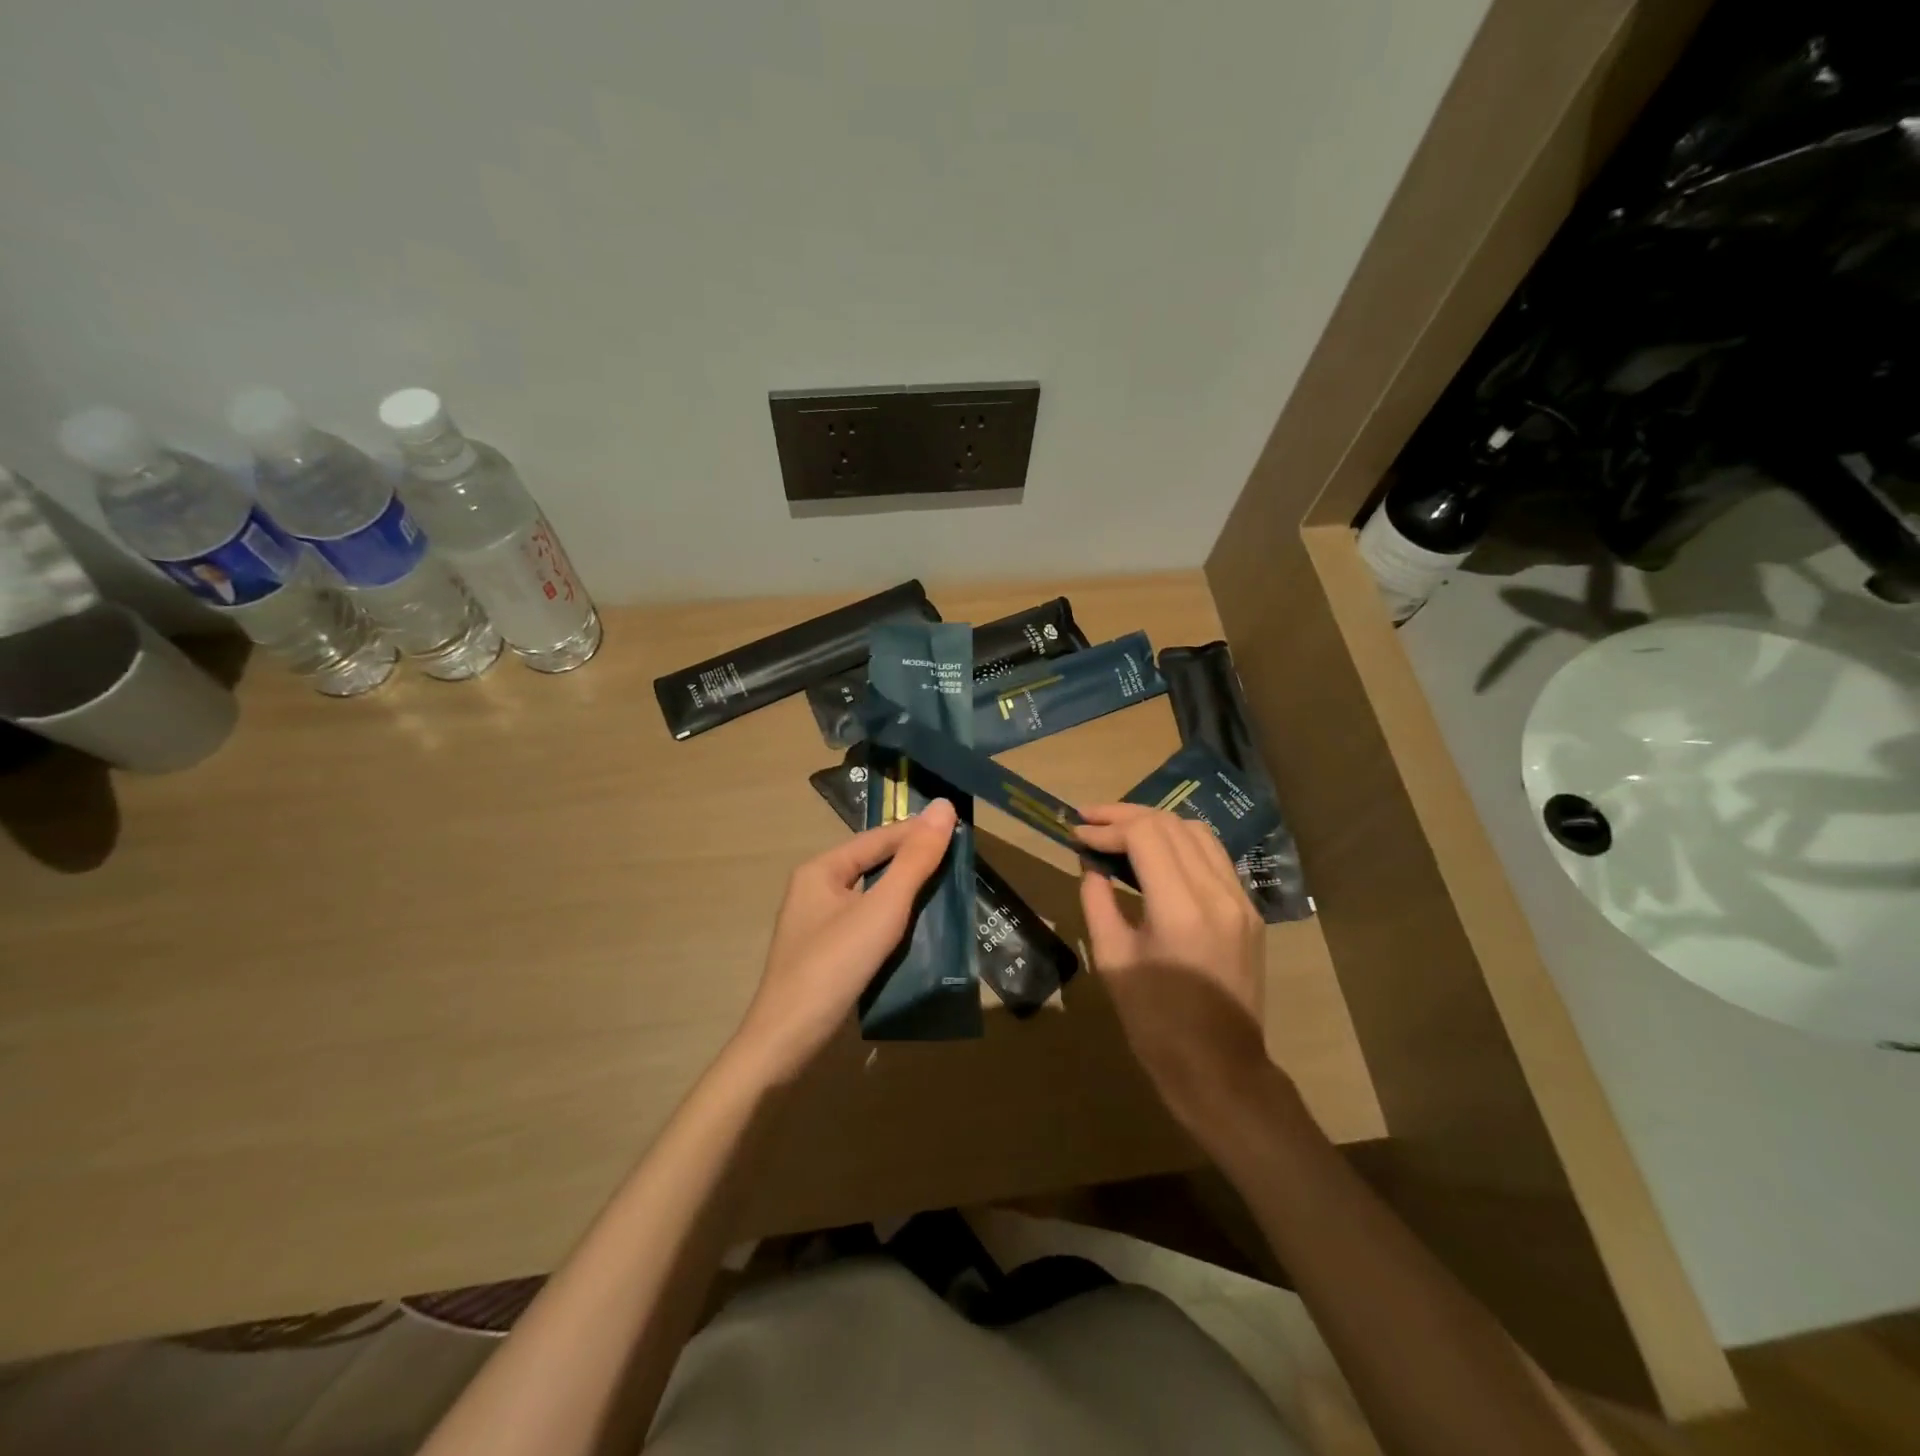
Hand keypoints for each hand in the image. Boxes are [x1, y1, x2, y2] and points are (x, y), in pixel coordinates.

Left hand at [731, 798, 958, 1083]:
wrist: (786, 1043)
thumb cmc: (834, 966)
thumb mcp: (882, 909)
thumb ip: (915, 860)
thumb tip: (944, 806)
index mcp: (821, 870)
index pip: (878, 838)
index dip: (917, 831)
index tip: (958, 828)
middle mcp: (815, 890)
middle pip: (872, 864)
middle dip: (912, 860)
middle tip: (957, 859)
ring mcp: (818, 925)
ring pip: (870, 896)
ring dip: (905, 892)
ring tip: (946, 890)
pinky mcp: (825, 955)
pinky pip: (865, 923)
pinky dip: (892, 920)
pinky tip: (917, 930)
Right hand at [1076, 805, 1271, 1131]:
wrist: (1220, 1070)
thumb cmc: (1156, 1024)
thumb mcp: (1113, 961)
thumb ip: (1098, 903)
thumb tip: (1092, 866)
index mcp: (1181, 908)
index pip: (1146, 835)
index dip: (1107, 827)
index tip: (1076, 833)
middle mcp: (1218, 893)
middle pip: (1172, 824)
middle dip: (1127, 816)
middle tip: (1090, 821)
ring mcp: (1241, 900)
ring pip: (1198, 833)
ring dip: (1156, 824)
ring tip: (1119, 830)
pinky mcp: (1249, 912)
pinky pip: (1214, 858)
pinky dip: (1181, 843)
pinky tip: (1157, 854)